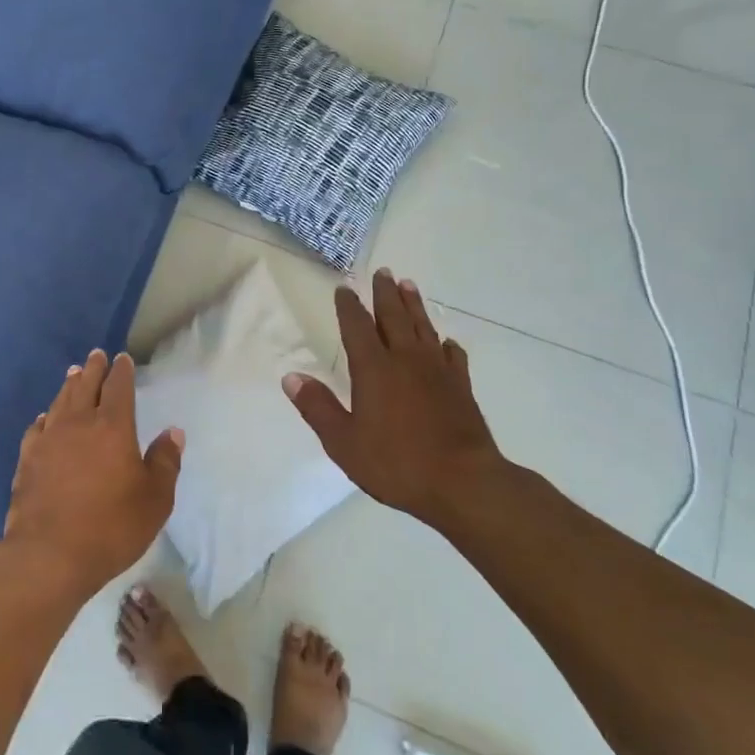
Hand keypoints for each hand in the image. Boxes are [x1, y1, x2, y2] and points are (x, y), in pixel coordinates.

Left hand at [1, 350, 183, 598]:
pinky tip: (45, 418)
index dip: (121, 371)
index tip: (122, 359)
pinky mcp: (27, 459)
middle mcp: (79, 423)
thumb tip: (173, 432)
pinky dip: (45, 417)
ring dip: (69, 385)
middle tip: (96, 355)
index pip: (118, 387)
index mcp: (113, 427)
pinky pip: (38, 428)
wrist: (49, 555)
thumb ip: (165, 462)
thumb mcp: (155, 500)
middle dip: (94, 369)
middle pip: (86, 386)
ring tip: (73, 374)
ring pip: (60, 402)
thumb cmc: (111, 527)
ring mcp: (48, 440)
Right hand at [283, 271, 504, 530]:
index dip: (349, 307)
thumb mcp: (344, 443)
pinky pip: (454, 357)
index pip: (357, 327)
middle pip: (394, 317)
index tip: (344, 289)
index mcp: (374, 369)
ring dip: (414, 306)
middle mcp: (406, 360)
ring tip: (408, 285)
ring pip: (424, 328)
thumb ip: (318, 408)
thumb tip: (291, 377)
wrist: (463, 483)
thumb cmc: (397, 463)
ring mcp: (438, 371)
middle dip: (385, 294)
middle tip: (383, 272)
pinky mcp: (462, 387)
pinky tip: (446, 343)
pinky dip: (447, 345)